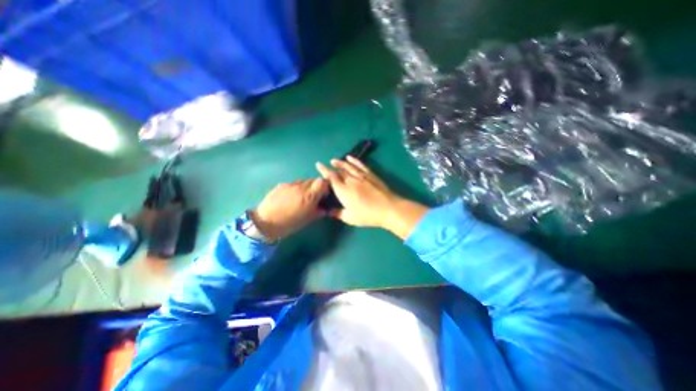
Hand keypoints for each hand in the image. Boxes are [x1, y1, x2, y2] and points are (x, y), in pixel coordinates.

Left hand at [252, 179, 329, 241]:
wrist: (265, 222)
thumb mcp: (307, 220)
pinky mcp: (281, 185)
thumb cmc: (288, 224)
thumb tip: (324, 209)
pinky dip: (296, 189)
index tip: (323, 194)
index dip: (325, 187)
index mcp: (308, 196)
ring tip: (301, 198)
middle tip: (313, 197)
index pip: (322, 182)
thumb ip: (318, 212)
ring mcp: (290, 185)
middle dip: (315, 187)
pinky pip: (293, 184)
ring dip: (306, 187)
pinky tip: (290, 198)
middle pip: (313, 180)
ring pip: (303, 181)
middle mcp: (300, 187)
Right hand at [318, 156, 429, 238]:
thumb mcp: (350, 218)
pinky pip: (360, 165)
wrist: (388, 208)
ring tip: (334, 160)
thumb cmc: (368, 215)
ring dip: (340, 162)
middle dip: (331, 168)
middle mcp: (350, 180)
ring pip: (348, 166)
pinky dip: (354, 160)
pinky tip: (350, 157)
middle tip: (326, 165)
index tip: (318, 164)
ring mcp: (361, 176)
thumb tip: (328, 211)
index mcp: (343, 190)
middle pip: (338, 171)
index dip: (324, 170)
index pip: (331, 177)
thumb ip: (337, 213)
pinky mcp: (370, 174)